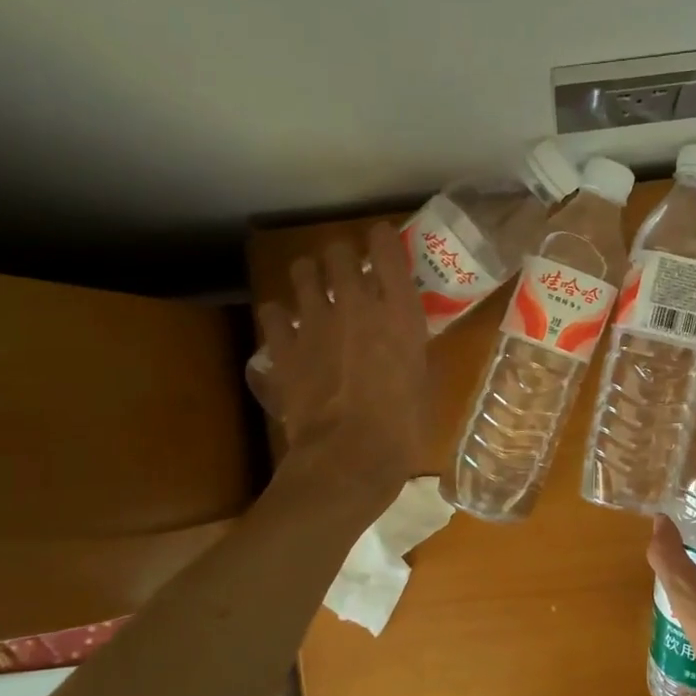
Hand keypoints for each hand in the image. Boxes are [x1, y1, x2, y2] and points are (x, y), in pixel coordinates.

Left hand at [250, 222, 428, 511]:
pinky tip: (288, 329)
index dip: (381, 238)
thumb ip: (410, 347)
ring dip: (310, 277)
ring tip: (315, 291)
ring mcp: (315, 322)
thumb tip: (401, 339)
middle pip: (338, 251)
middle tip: (346, 272)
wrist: (350, 457)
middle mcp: (356, 304)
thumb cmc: (402, 425)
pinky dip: (280, 316)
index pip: (386, 248)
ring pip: (302, 271)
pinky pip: (272, 312)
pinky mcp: (284, 347)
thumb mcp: (422, 379)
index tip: (380, 240)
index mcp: (399, 311)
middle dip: (342, 255)